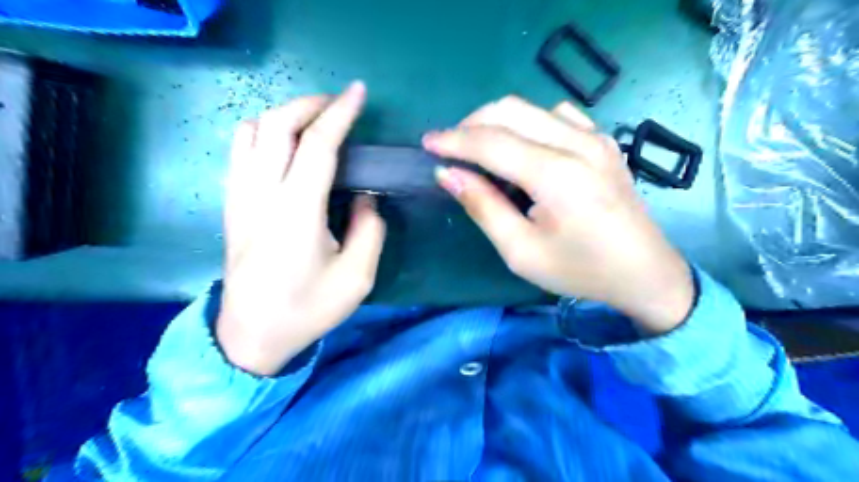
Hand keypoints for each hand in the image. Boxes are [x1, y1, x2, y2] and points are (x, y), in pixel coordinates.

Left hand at [219, 82, 384, 376]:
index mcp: (297, 212)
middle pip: (277, 125)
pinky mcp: (231, 205)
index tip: (359, 92)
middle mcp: (262, 194)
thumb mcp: (358, 277)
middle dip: (310, 104)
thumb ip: (370, 230)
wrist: (251, 335)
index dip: (340, 113)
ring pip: (251, 131)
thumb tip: (366, 197)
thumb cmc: (308, 309)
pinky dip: (261, 132)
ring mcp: (240, 197)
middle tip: (339, 105)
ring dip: (284, 115)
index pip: (318, 145)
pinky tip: (282, 143)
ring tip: (312, 120)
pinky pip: (239, 151)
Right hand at [426, 96, 692, 332]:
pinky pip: (557, 115)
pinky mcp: (603, 141)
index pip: (492, 141)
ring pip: (531, 108)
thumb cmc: (579, 270)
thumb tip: (447, 173)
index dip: (454, 139)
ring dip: (498, 122)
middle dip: (471, 124)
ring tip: (482, 151)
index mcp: (557, 175)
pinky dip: (528, 124)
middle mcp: (578, 144)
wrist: (644, 272)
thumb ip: (483, 206)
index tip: (427, 143)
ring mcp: (595, 137)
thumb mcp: (521, 251)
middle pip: (510, 110)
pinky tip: (524, 148)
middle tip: (451, 149)